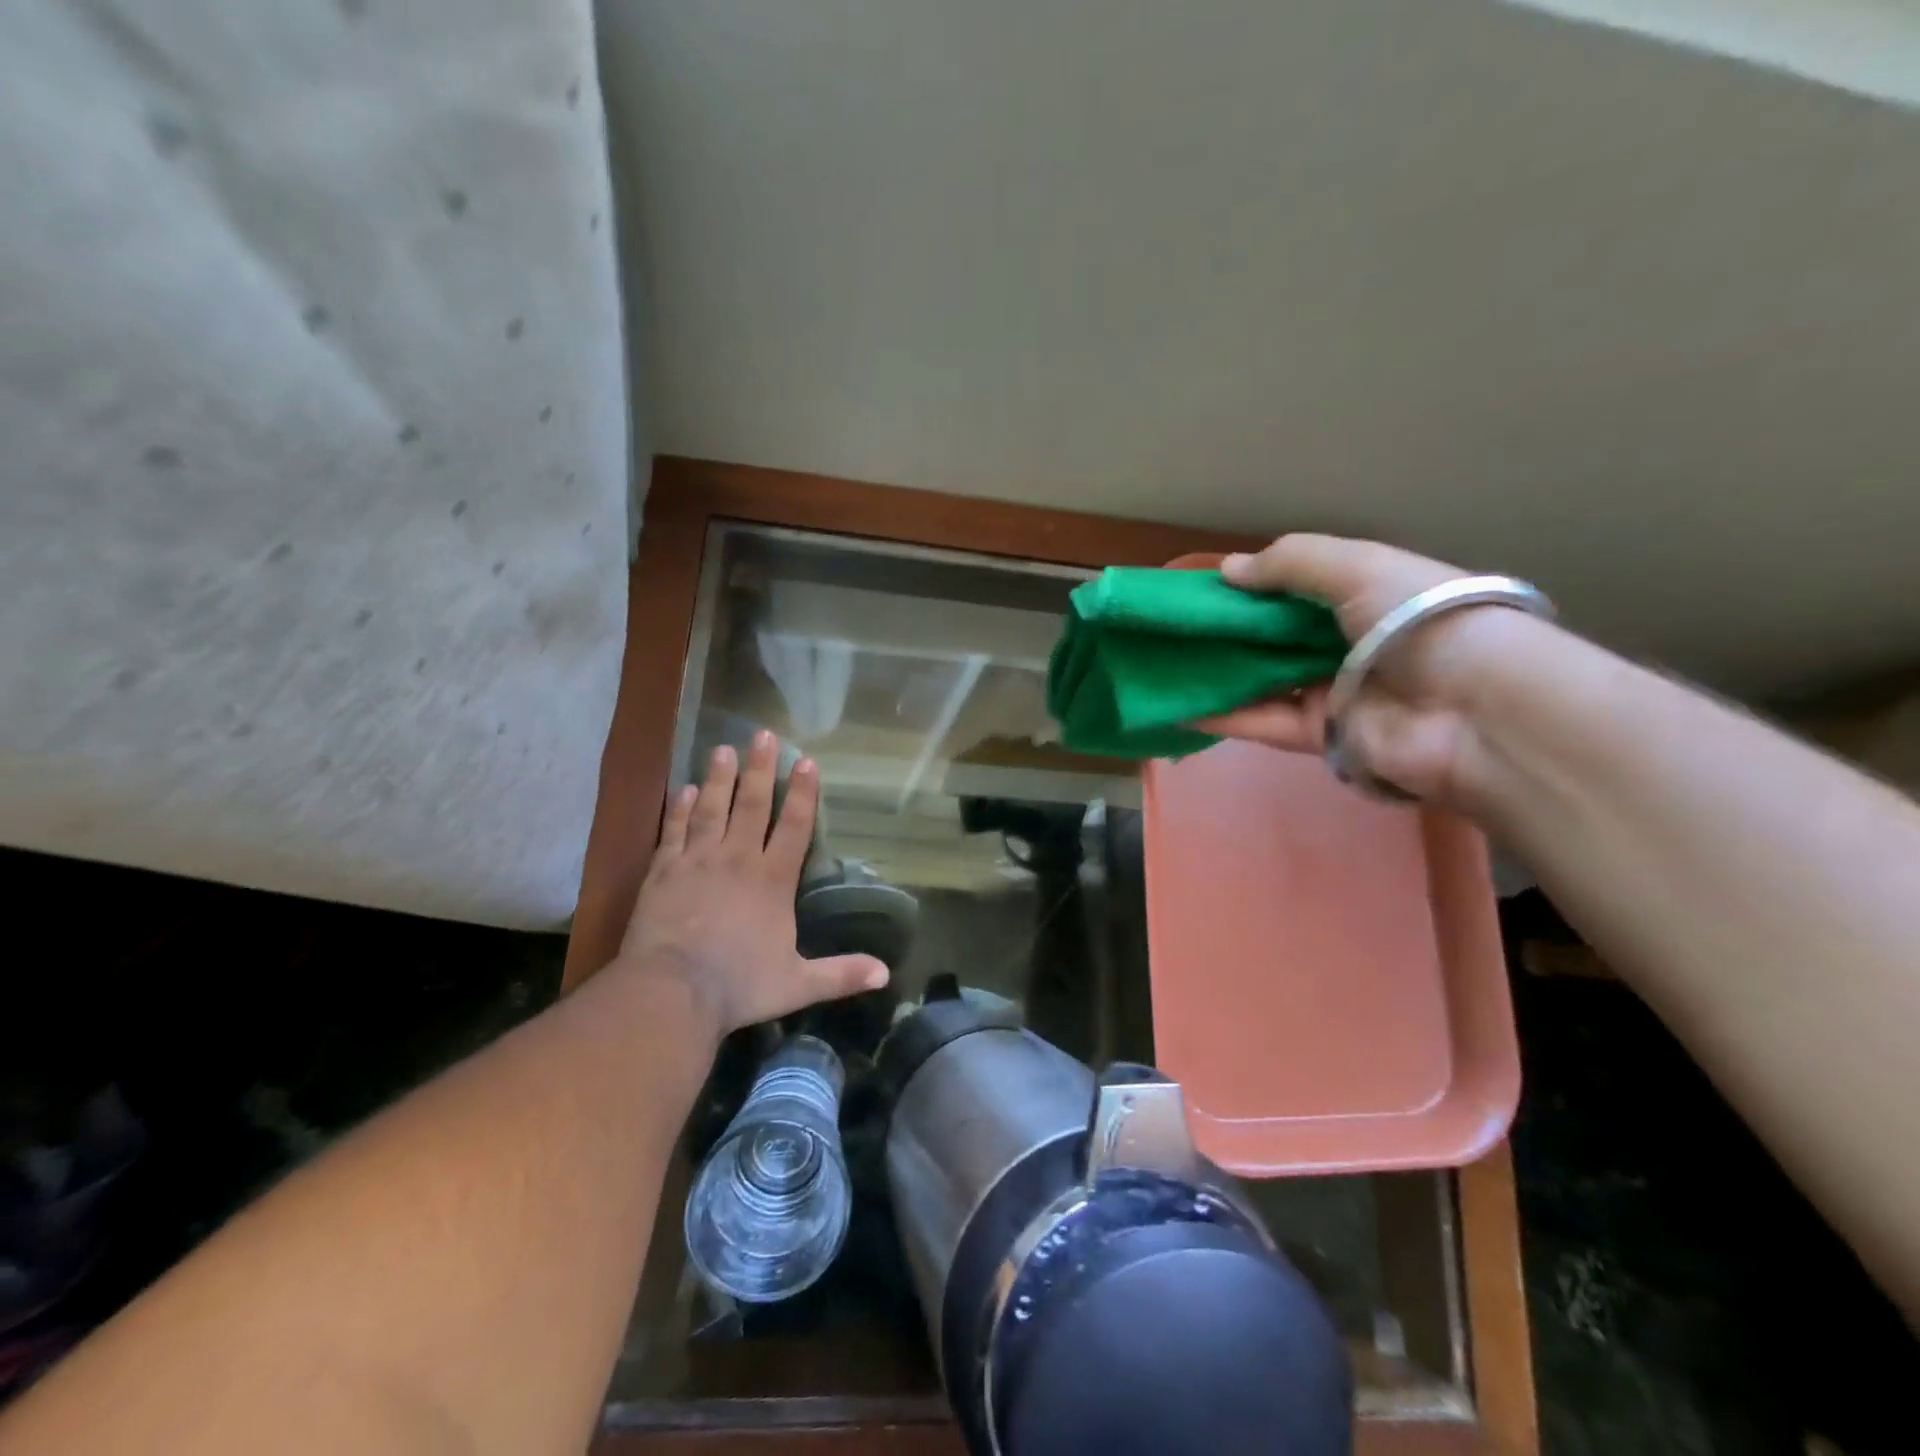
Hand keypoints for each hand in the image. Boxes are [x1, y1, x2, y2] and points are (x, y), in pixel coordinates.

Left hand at [618, 732, 888, 1039]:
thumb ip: (842, 974)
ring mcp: (697, 862)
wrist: (671, 993)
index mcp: (772, 881)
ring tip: (723, 749)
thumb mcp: (798, 984)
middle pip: (752, 805)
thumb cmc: (739, 986)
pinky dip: (679, 809)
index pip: (794, 827)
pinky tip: (683, 789)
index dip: (803, 793)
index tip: (807, 761)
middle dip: (761, 768)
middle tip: (764, 734)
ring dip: (719, 778)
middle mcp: (737, 860)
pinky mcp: (663, 873)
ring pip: (711, 809)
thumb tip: (886, 974)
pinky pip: (674, 831)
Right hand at [1196, 534, 1549, 804]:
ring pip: (1263, 679)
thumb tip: (1227, 570)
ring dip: (1218, 673)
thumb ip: (1290, 562)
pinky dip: (1223, 716)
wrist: (1476, 711)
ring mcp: (1332, 691)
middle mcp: (1346, 642)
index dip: (1252, 584)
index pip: (1298, 586)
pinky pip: (1263, 722)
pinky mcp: (1320, 736)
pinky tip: (1179, 705)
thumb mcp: (1358, 567)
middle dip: (1226, 630)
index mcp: (1365, 594)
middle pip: (1275, 635)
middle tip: (1171, 625)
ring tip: (1164, 664)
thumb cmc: (1419, 620)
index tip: (1202, 585)